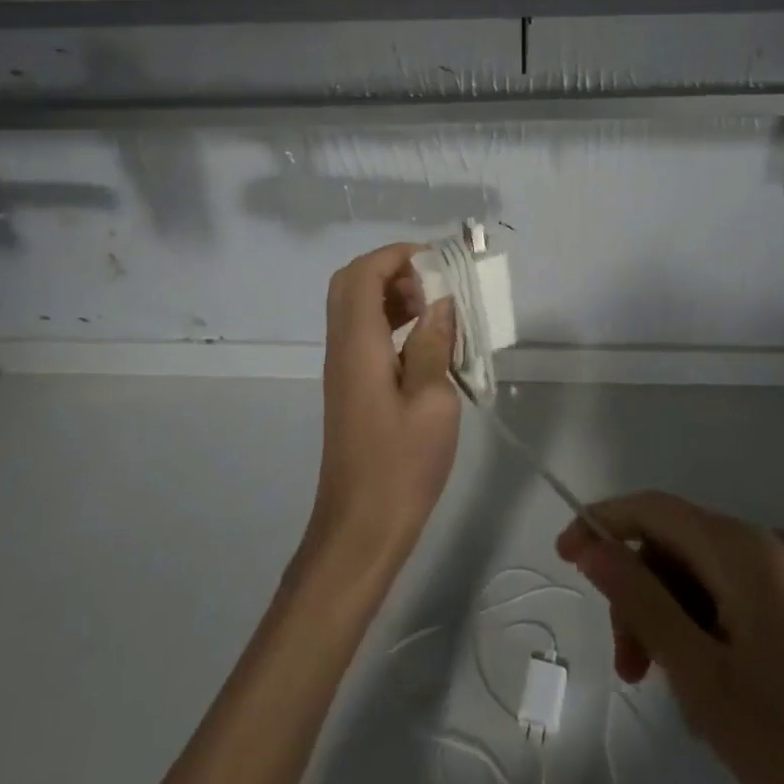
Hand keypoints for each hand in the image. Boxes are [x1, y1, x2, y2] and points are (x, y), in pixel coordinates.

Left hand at [304, 243, 458, 576]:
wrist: (360, 528)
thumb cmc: (401, 467)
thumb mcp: (433, 402)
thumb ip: (434, 344)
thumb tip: (441, 302)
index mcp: (358, 344)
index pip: (363, 273)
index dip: (397, 255)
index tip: (438, 261)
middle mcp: (342, 347)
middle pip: (351, 283)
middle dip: (392, 270)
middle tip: (434, 284)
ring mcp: (342, 368)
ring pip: (356, 307)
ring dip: (392, 295)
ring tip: (437, 311)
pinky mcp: (350, 386)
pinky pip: (364, 334)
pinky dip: (390, 322)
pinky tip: (425, 343)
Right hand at [558, 494, 783, 783]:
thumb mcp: (701, 675)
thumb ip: (640, 600)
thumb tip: (594, 544)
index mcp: (743, 549)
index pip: (652, 508)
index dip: (602, 522)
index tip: (565, 557)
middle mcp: (772, 545)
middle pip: (680, 545)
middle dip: (642, 595)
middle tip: (630, 668)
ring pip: (709, 576)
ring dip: (675, 620)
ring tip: (677, 694)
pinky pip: (743, 598)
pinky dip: (712, 629)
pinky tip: (716, 690)